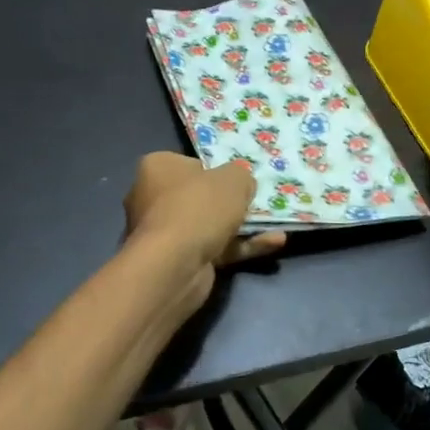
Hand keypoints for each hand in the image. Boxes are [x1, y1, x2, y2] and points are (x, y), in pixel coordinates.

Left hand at [123, 153, 284, 308]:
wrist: (175, 265)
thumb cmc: (199, 208)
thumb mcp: (233, 179)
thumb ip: (241, 176)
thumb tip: (241, 185)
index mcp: (157, 168)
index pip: (190, 164)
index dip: (216, 171)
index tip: (237, 179)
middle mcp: (152, 198)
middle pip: (200, 196)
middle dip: (229, 202)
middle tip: (258, 202)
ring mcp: (164, 233)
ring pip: (210, 225)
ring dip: (243, 226)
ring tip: (276, 225)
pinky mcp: (178, 260)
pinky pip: (215, 248)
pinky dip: (241, 246)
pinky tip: (273, 244)